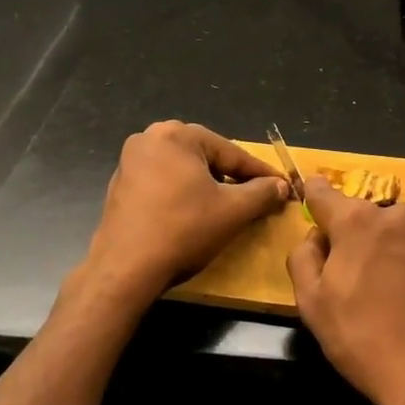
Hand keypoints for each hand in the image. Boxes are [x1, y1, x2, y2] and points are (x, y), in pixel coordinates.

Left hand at [85, 121, 288, 299]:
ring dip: (208, 185)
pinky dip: (183, 194)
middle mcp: (149, 138)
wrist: (125, 270)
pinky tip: (195, 214)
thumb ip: (262, 193)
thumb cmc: (183, 230)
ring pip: (184, 169)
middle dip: (233, 177)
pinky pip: (163, 182)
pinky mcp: (121, 186)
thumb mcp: (233, 211)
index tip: (283, 187)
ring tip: (229, 206)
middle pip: (206, 156)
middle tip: (257, 196)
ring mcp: (130, 162)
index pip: (231, 153)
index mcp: (176, 135)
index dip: (261, 173)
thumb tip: (281, 185)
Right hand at [286, 178, 404, 404]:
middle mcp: (399, 215)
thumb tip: (317, 237)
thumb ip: (303, 257)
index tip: (310, 196)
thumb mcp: (311, 303)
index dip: (314, 196)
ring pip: (400, 234)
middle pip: (366, 218)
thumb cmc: (363, 339)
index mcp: (357, 221)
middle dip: (356, 238)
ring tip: (392, 296)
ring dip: (390, 251)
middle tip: (354, 280)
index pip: (324, 194)